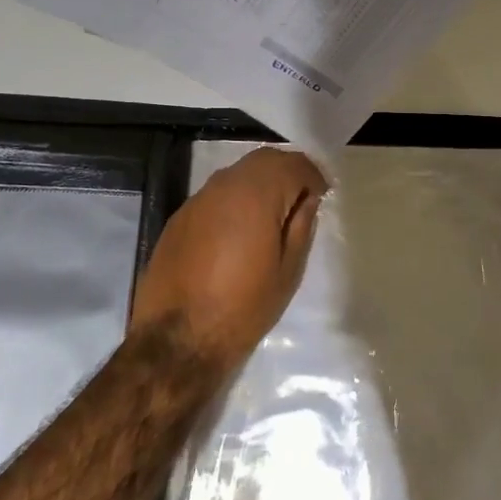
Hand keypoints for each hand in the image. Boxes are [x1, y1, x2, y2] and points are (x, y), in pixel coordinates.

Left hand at [128, 147, 326, 367]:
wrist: (178, 339)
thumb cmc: (244, 308)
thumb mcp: (288, 271)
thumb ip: (301, 226)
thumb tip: (306, 201)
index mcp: (256, 195)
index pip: (293, 164)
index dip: (313, 175)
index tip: (322, 195)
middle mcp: (224, 186)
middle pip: (263, 160)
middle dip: (287, 172)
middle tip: (302, 199)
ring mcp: (197, 199)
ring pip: (237, 174)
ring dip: (260, 184)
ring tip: (273, 215)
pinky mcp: (179, 217)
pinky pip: (216, 195)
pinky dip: (236, 200)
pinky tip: (240, 230)